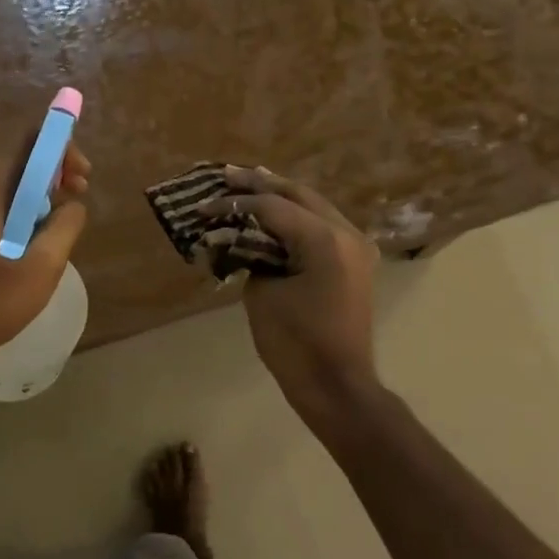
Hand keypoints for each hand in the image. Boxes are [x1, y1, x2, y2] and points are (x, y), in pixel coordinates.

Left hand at [0, 134, 90, 376]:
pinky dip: (28, 208)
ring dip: (43, 189)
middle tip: (80, 191)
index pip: (25, 138)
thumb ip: (65, 225)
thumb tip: (74, 205)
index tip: (81, 175)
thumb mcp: (43, 263)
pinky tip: (42, 237)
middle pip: (19, 156)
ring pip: (12, 182)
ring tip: (66, 215)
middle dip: (55, 167)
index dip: (59, 144)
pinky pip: (3, 204)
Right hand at [200, 166, 379, 416]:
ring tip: (250, 181)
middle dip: (261, 184)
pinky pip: (322, 225)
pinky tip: (275, 211)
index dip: (235, 203)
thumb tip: (246, 241)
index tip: (203, 204)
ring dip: (281, 195)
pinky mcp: (353, 262)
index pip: (272, 207)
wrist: (336, 385)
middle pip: (299, 195)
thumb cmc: (296, 344)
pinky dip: (296, 216)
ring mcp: (355, 247)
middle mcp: (345, 234)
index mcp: (324, 240)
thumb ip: (253, 256)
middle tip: (229, 173)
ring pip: (314, 206)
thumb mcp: (262, 295)